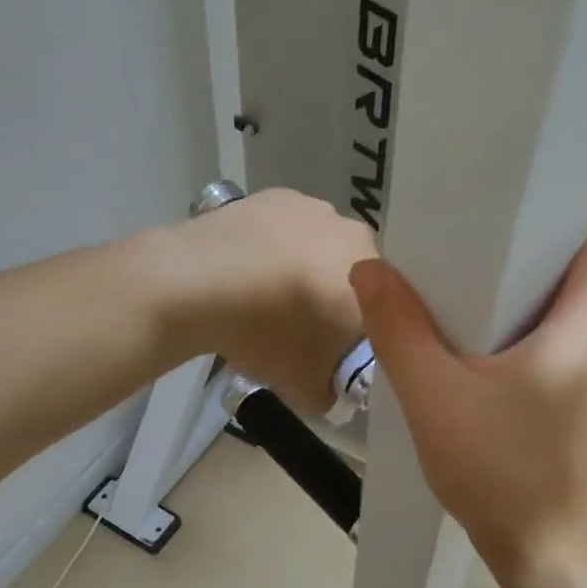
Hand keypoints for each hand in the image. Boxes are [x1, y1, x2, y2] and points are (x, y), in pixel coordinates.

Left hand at [169, 188, 377, 410]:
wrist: (201, 283)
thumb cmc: (269, 336)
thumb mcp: (308, 389)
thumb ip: (334, 393)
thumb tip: (333, 390)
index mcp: (379, 283)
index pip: (385, 313)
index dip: (360, 333)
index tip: (334, 350)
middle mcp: (358, 238)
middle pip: (355, 275)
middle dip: (335, 297)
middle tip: (301, 324)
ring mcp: (318, 210)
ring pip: (323, 246)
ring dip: (307, 266)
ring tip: (270, 293)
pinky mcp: (280, 195)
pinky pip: (290, 226)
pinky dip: (277, 244)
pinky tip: (251, 266)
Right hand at [352, 207, 586, 584]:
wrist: (543, 552)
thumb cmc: (499, 470)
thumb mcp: (434, 395)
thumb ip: (398, 326)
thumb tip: (369, 269)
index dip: (552, 204)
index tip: (498, 201)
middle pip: (575, 260)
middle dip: (520, 244)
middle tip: (460, 239)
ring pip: (565, 300)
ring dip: (517, 287)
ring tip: (460, 283)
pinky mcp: (585, 394)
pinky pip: (559, 335)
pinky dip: (522, 324)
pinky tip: (475, 339)